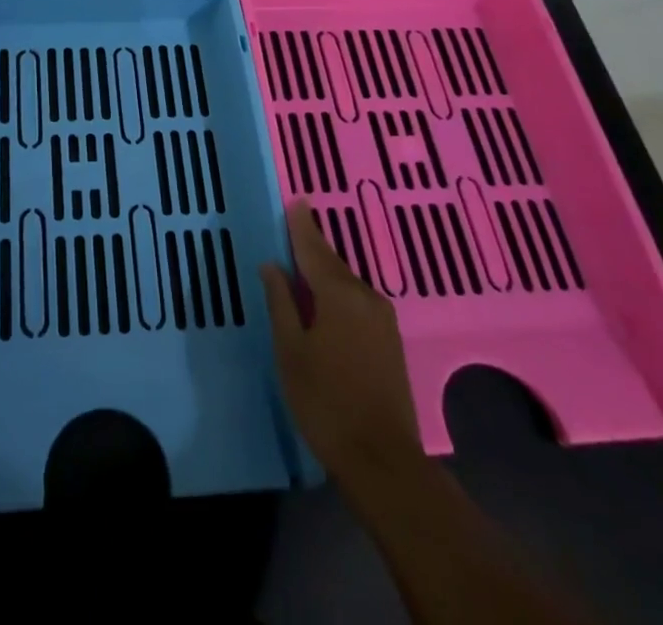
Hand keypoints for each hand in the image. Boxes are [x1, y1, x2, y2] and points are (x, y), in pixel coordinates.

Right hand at [260, 199, 422, 497]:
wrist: (383, 460)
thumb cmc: (326, 402)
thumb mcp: (290, 351)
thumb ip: (281, 303)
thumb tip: (272, 265)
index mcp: (339, 294)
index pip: (314, 249)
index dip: (301, 225)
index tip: (295, 201)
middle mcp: (366, 297)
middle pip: (332, 263)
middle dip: (312, 246)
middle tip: (293, 228)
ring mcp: (383, 320)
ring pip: (346, 283)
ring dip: (325, 271)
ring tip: (303, 263)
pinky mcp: (390, 342)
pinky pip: (357, 301)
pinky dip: (338, 291)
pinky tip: (325, 300)